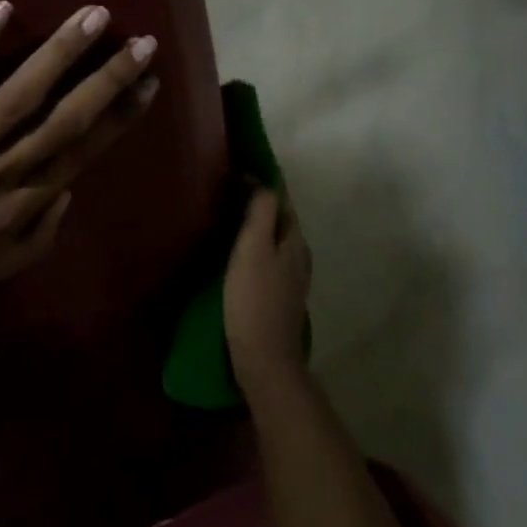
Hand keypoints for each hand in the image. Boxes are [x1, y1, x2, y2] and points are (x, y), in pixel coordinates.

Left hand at [0, 0, 157, 326]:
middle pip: (64, 118)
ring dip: (59, 53)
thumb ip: (34, 238)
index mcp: (18, 207)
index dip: (120, 115)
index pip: (82, 151)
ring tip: (92, 16)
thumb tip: (67, 193)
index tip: (147, 82)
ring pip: (17, 95)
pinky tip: (0, 10)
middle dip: (107, 78)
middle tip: (140, 42)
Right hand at [223, 187, 312, 394]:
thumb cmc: (254, 299)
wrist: (264, 358)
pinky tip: (236, 252)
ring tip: (228, 215)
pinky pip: (269, 257)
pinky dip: (255, 245)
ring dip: (257, 224)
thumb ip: (260, 212)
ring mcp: (292, 278)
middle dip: (259, 201)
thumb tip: (263, 181)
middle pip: (280, 218)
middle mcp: (299, 255)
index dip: (263, 181)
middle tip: (228, 188)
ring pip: (275, 239)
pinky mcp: (280, 295)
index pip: (282, 199)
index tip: (237, 168)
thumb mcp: (253, 248)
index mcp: (294, 240)